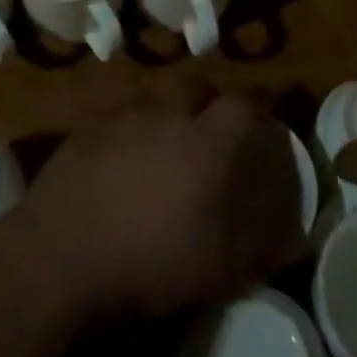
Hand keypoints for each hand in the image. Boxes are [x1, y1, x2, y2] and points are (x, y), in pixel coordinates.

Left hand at [23, 81, 304, 323]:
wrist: (59, 255)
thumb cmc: (148, 263)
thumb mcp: (216, 269)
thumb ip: (260, 247)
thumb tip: (297, 238)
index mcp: (205, 141)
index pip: (244, 104)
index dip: (259, 106)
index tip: (264, 118)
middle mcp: (167, 113)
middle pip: (196, 86)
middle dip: (208, 102)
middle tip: (208, 132)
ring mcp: (122, 114)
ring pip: (155, 98)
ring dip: (166, 115)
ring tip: (162, 150)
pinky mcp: (86, 126)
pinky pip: (119, 116)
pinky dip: (128, 131)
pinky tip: (119, 164)